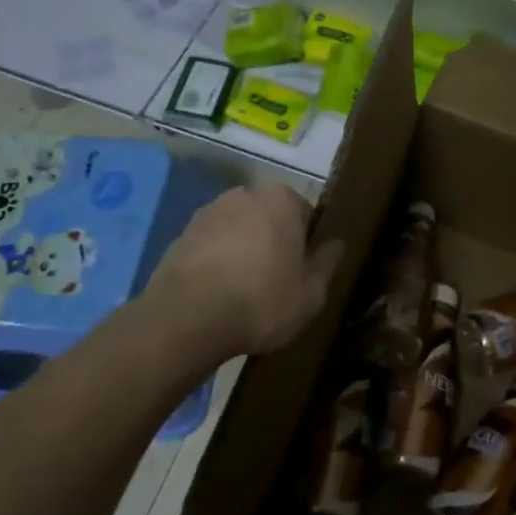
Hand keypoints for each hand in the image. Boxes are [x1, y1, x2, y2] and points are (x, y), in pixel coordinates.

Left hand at [145, 186, 344, 358]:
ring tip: (241, 290)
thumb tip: (335, 244)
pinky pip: (210, 245)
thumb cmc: (261, 301)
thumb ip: (327, 263)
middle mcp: (245, 195)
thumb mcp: (311, 293)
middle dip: (273, 241)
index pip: (305, 214)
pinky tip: (216, 293)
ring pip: (237, 229)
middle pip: (269, 217)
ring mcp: (208, 213)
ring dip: (242, 249)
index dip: (306, 244)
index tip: (302, 271)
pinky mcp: (180, 235)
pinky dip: (215, 261)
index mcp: (282, 200)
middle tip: (274, 281)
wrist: (186, 319)